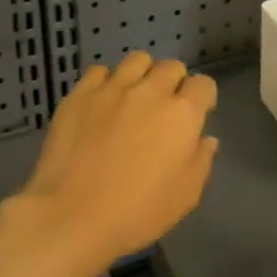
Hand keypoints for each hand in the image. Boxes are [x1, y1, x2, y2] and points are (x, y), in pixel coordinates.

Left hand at [0, 53, 218, 276]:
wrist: (71, 216)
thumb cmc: (138, 212)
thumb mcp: (186, 195)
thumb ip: (201, 160)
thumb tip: (205, 139)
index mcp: (183, 114)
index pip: (204, 84)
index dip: (203, 98)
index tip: (197, 115)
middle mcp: (151, 91)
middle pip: (172, 67)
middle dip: (174, 83)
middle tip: (164, 108)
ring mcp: (113, 89)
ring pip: (137, 60)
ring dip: (142, 75)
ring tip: (134, 97)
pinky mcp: (80, 95)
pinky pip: (99, 71)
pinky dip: (106, 82)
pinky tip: (102, 103)